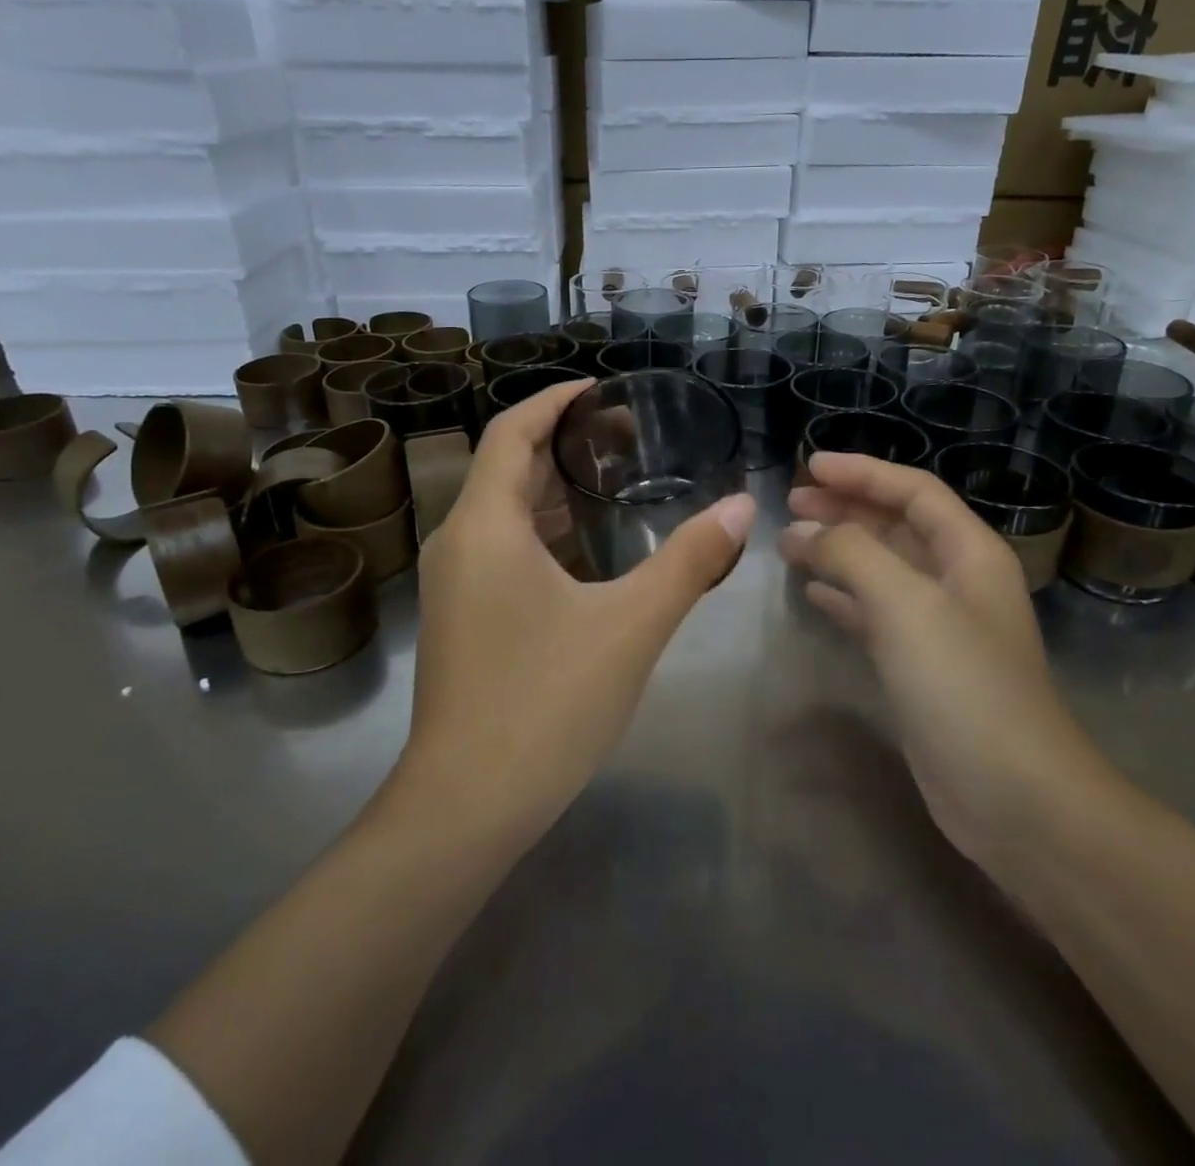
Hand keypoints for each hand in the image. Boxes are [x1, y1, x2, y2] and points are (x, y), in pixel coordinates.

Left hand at [393, 379, 756, 847]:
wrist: (468, 805)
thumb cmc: (545, 703)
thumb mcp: (631, 626)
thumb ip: (689, 562)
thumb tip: (741, 509)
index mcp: (484, 526)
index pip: (512, 432)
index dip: (556, 402)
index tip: (604, 389)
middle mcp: (458, 543)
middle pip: (507, 466)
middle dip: (563, 442)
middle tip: (628, 435)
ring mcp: (453, 584)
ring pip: (502, 511)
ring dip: (552, 488)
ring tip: (615, 480)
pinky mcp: (461, 617)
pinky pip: (500, 548)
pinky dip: (541, 530)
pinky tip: (587, 549)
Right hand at [780, 453, 1116, 866]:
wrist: (1014, 797)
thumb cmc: (963, 685)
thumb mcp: (905, 604)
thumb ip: (852, 554)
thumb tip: (804, 531)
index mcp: (970, 553)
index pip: (913, 491)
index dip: (862, 472)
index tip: (810, 466)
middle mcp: (958, 581)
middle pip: (896, 526)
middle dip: (845, 509)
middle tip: (791, 504)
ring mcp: (940, 626)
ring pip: (882, 569)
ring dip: (838, 551)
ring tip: (789, 544)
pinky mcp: (921, 667)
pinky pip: (875, 613)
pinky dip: (843, 597)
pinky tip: (812, 594)